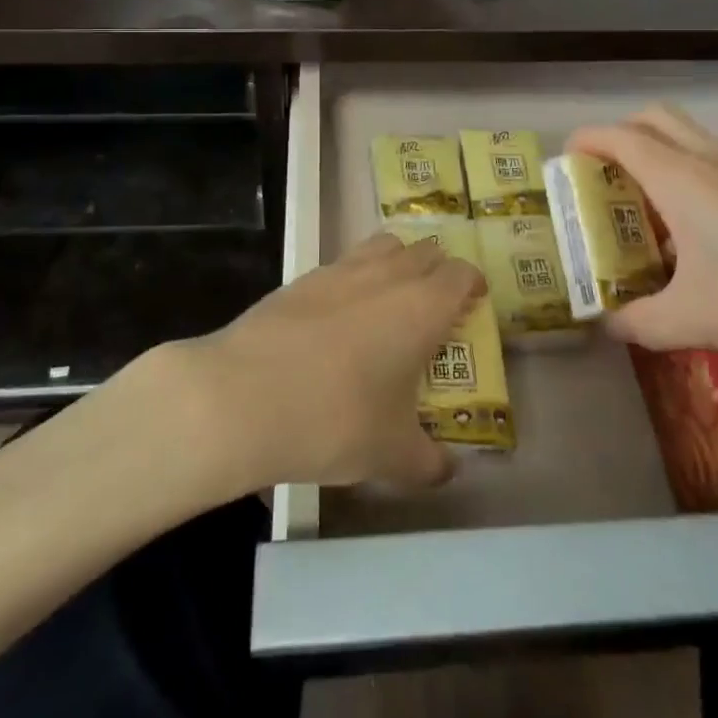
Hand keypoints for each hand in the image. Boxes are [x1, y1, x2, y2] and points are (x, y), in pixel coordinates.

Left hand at [174, 233, 484, 493]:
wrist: (243, 397)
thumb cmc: (335, 420)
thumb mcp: (391, 454)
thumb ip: (427, 462)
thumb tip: (446, 471)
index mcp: (422, 307)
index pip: (461, 273)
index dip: (472, 285)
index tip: (473, 305)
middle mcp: (387, 275)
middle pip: (425, 251)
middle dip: (437, 272)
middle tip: (435, 308)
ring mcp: (341, 270)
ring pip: (383, 246)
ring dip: (397, 263)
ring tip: (391, 302)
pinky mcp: (302, 277)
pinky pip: (343, 264)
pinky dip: (355, 278)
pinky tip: (340, 318)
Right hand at [567, 105, 717, 385]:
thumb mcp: (699, 323)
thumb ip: (642, 322)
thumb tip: (608, 324)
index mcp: (684, 180)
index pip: (620, 137)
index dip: (586, 141)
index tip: (566, 163)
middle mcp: (715, 161)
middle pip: (656, 118)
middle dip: (622, 136)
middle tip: (607, 182)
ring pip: (693, 140)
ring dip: (662, 159)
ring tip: (653, 217)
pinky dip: (697, 179)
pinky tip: (710, 239)